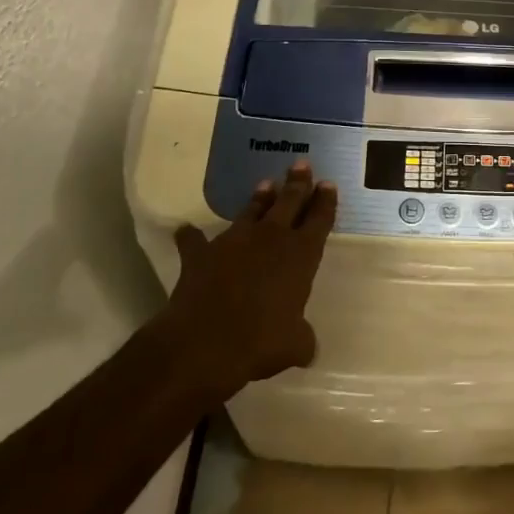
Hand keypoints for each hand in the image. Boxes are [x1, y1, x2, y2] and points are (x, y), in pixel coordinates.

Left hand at [164, 162, 336, 400]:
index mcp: (301, 255)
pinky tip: (185, 231)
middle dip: (298, 183)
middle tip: (302, 164)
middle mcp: (271, 239)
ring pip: (251, 211)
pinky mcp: (201, 254)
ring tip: (266, 183)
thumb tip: (307, 349)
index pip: (320, 220)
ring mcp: (234, 242)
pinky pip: (194, 241)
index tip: (328, 184)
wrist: (206, 342)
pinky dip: (191, 237)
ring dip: (259, 198)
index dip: (325, 202)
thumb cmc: (262, 341)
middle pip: (289, 202)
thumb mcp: (295, 345)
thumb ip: (303, 340)